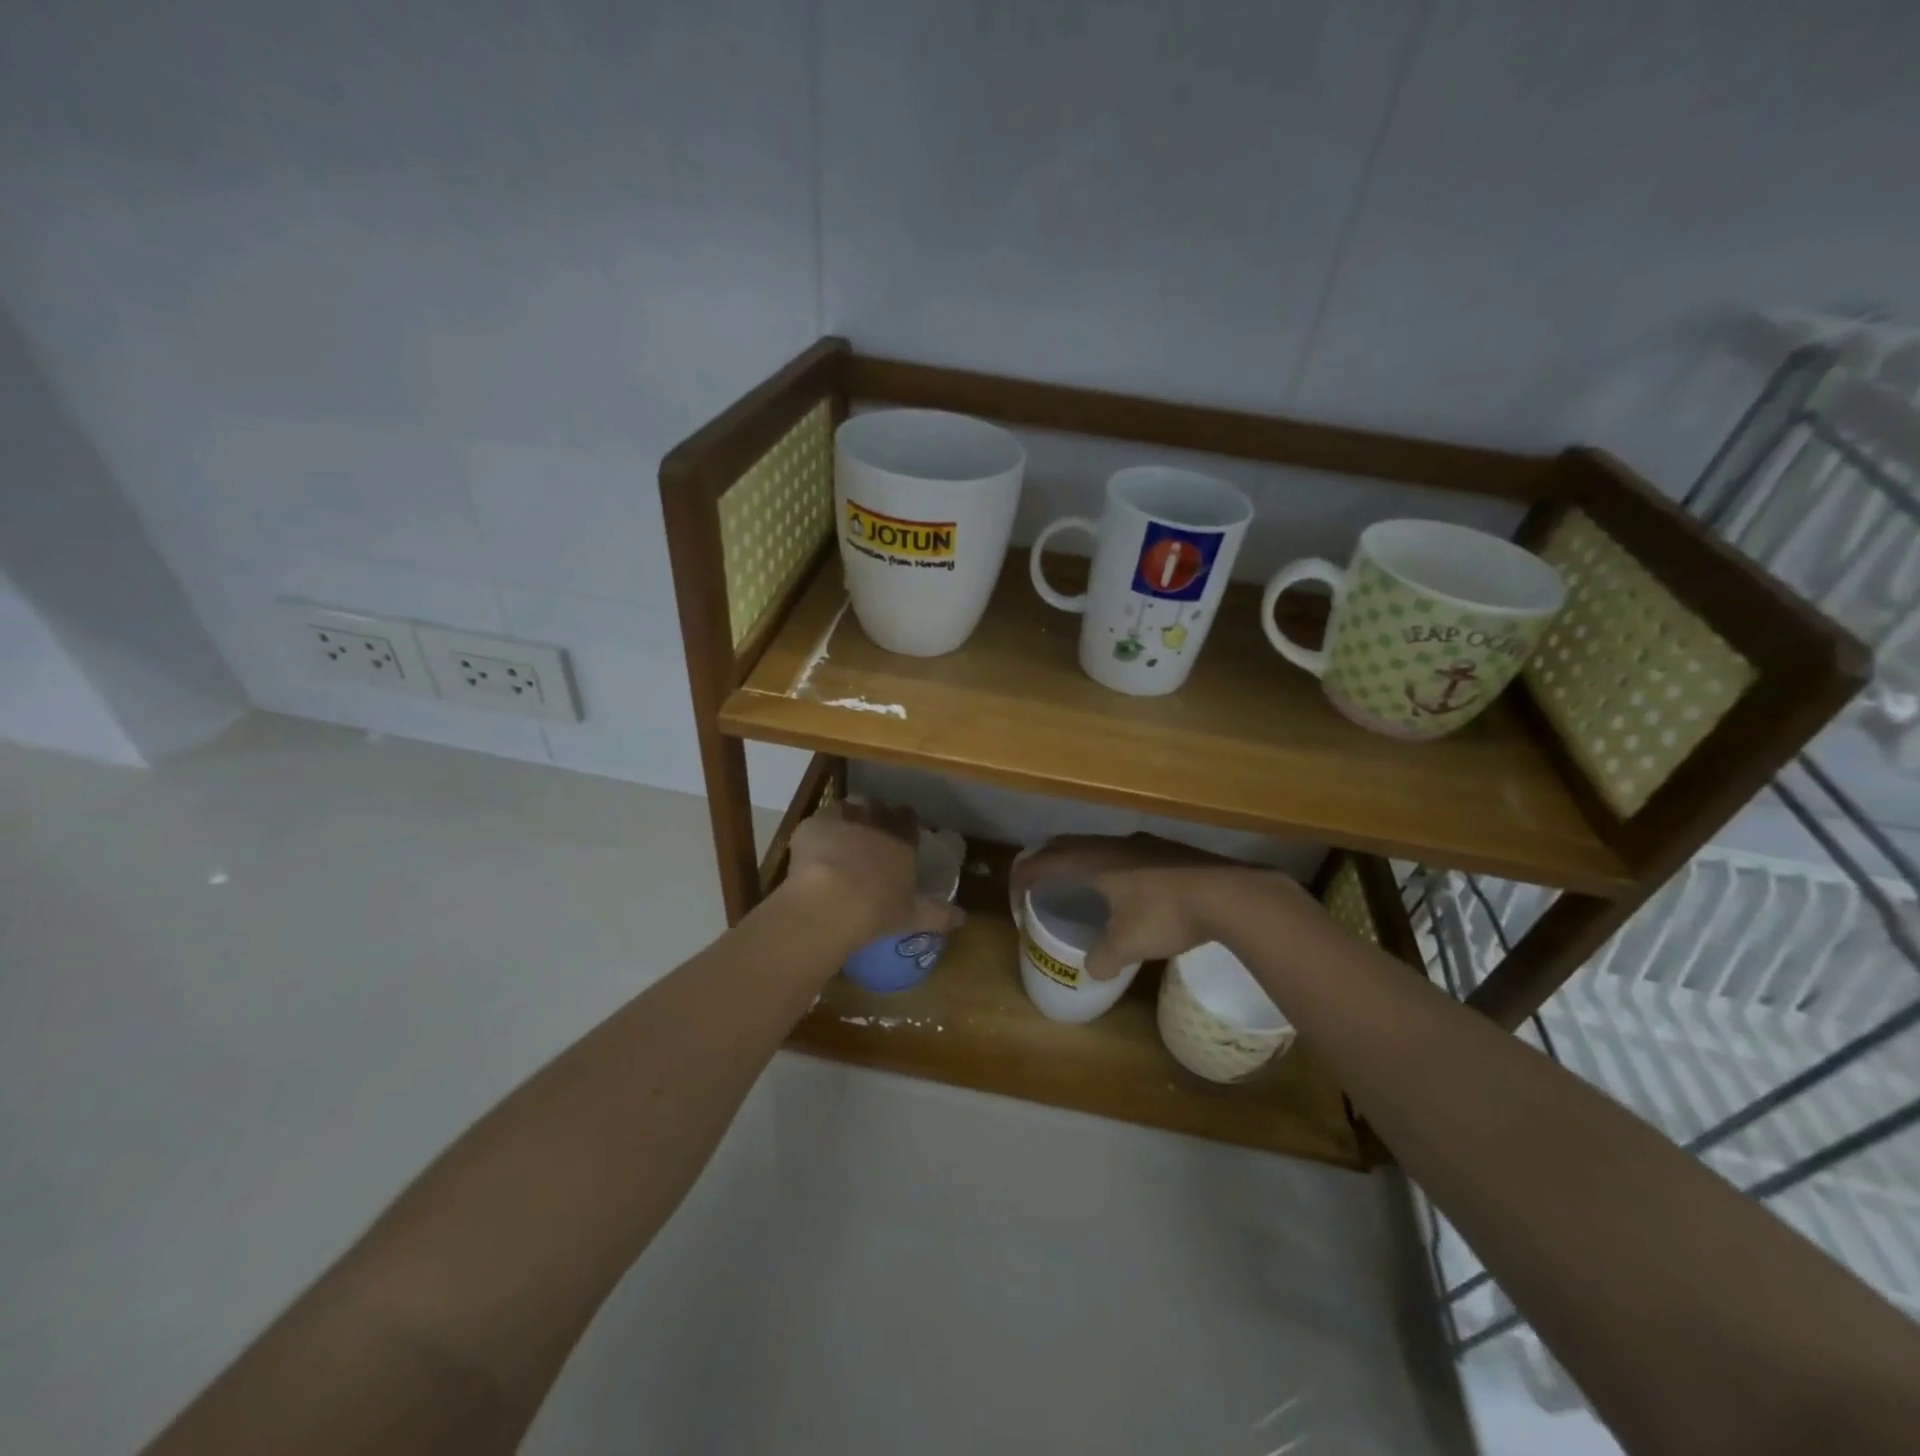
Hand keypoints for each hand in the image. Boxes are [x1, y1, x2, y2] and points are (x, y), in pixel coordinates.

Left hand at [783, 801, 962, 943]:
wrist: (831, 903)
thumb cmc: (878, 911)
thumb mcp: (913, 916)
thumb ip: (939, 914)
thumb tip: (963, 917)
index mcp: (901, 841)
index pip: (908, 819)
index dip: (905, 822)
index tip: (901, 831)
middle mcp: (875, 823)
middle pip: (877, 807)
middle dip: (875, 815)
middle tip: (870, 833)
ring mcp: (843, 821)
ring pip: (848, 807)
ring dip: (848, 816)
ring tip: (842, 835)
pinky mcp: (813, 826)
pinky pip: (817, 822)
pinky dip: (817, 832)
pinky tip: (813, 850)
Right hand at [1009, 833, 1310, 979]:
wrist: (1229, 894)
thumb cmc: (1167, 914)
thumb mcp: (1129, 944)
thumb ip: (1104, 957)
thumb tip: (1093, 970)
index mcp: (1094, 860)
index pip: (1045, 861)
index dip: (1024, 876)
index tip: (1016, 895)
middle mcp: (1113, 844)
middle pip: (1067, 844)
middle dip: (1047, 862)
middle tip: (1039, 884)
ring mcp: (1142, 844)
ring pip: (1097, 846)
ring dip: (1080, 862)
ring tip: (1080, 885)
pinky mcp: (1167, 850)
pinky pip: (1122, 853)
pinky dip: (1108, 866)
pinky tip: (1125, 889)